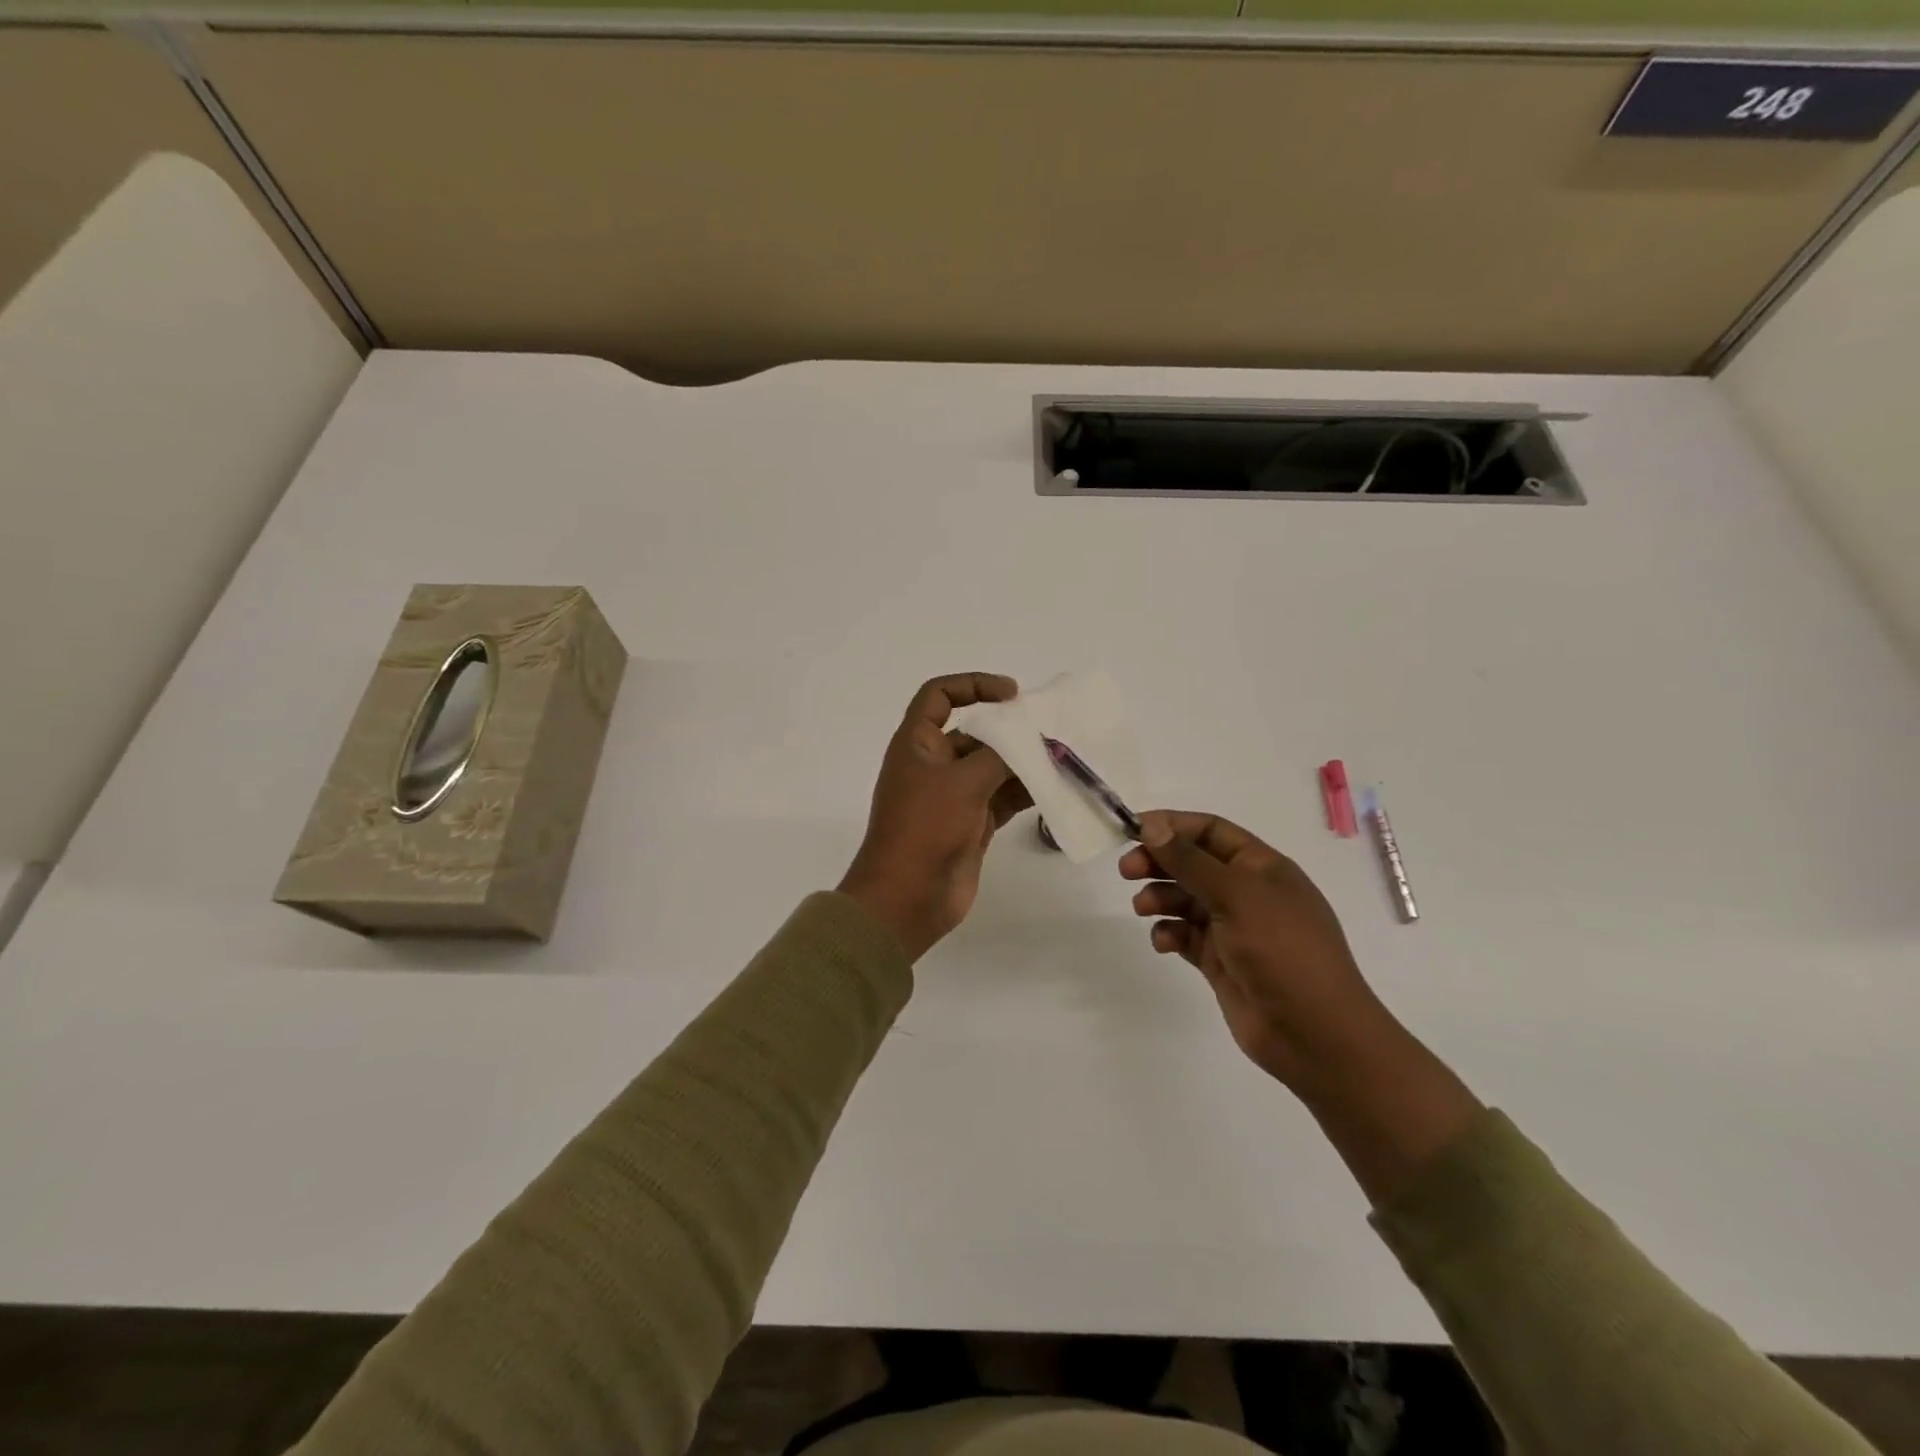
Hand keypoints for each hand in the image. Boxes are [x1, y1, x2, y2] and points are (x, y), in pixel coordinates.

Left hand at [838, 674, 1033, 960]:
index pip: (939, 696)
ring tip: (1063, 759)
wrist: (907, 899)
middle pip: (975, 733)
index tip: (1011, 693)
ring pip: (993, 767)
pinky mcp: (971, 824)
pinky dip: (1026, 792)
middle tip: (1051, 731)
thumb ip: (999, 755)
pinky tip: (1055, 788)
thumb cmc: (925, 829)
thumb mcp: (962, 782)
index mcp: (917, 744)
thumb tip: (1031, 742)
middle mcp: (934, 764)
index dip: (973, 685)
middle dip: (1011, 730)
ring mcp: (953, 796)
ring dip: (1024, 763)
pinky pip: (1002, 798)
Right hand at [1120, 811, 1383, 1094]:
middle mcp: (1248, 892)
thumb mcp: (1236, 895)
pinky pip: (1186, 936)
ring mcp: (1234, 928)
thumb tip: (1151, 825)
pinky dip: (1170, 933)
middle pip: (1193, 863)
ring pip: (1185, 900)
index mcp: (1262, 867)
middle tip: (1126, 870)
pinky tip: (1163, 942)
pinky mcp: (1221, 961)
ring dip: (1160, 897)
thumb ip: (1189, 861)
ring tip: (1142, 908)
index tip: (1134, 830)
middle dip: (1159, 862)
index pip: (1211, 831)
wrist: (1314, 1033)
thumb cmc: (1282, 950)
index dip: (1173, 825)